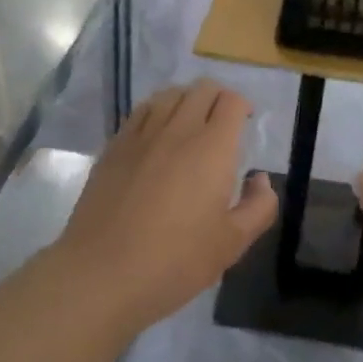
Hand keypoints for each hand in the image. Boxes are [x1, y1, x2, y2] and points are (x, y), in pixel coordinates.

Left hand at [53, 81, 276, 329]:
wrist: (102, 273)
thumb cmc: (175, 261)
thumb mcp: (232, 244)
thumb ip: (259, 207)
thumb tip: (260, 179)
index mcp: (213, 147)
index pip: (231, 101)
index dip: (242, 107)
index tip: (245, 125)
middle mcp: (179, 129)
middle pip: (202, 88)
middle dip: (218, 98)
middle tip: (221, 125)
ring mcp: (142, 134)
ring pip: (170, 94)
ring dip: (187, 101)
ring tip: (189, 125)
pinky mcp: (114, 146)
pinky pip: (141, 111)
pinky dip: (156, 111)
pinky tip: (156, 135)